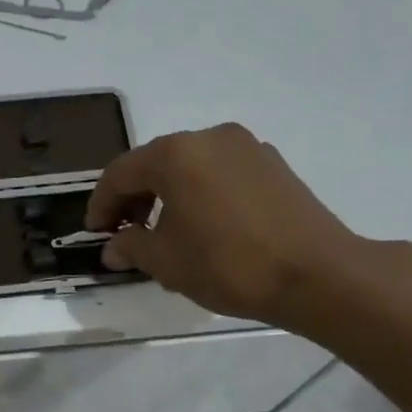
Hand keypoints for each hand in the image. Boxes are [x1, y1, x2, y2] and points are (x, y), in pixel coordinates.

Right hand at [86, 123, 364, 330]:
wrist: (316, 274)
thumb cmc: (229, 265)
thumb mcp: (168, 262)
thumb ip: (131, 247)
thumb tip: (113, 247)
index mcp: (176, 154)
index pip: (121, 173)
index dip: (101, 204)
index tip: (94, 233)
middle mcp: (210, 138)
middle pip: (156, 163)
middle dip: (134, 197)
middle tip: (125, 233)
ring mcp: (246, 147)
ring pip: (190, 166)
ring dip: (168, 194)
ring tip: (165, 232)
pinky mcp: (272, 164)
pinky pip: (220, 172)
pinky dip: (201, 192)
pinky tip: (204, 226)